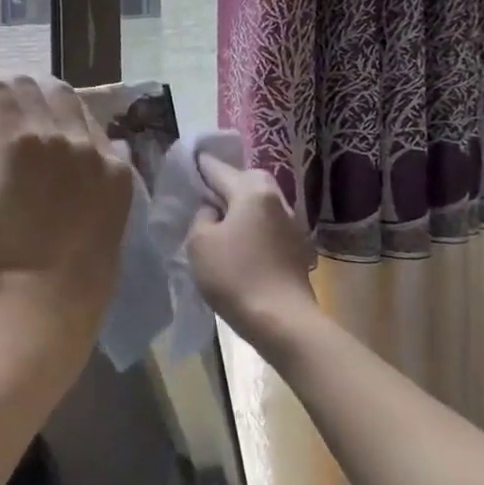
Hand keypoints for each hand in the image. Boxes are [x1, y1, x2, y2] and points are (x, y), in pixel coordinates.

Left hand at [0, 75, 134, 366]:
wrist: (46, 297)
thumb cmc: (73, 285)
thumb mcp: (102, 233)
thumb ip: (98, 198)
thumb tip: (89, 179)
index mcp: (117, 169)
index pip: (86, 118)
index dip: (56, 114)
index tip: (35, 122)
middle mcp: (90, 144)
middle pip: (60, 93)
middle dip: (32, 93)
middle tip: (6, 107)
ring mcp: (54, 138)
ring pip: (29, 85)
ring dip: (7, 90)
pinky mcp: (17, 139)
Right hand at [187, 153, 316, 343]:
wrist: (282, 320)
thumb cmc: (235, 276)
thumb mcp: (200, 242)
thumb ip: (202, 216)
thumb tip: (213, 210)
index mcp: (252, 190)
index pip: (218, 168)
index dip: (199, 165)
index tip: (186, 164)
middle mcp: (276, 198)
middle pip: (246, 180)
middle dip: (225, 183)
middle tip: (203, 196)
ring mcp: (291, 222)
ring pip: (259, 203)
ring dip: (240, 207)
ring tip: (219, 221)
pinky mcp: (296, 247)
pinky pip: (267, 224)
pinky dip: (252, 226)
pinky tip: (239, 243)